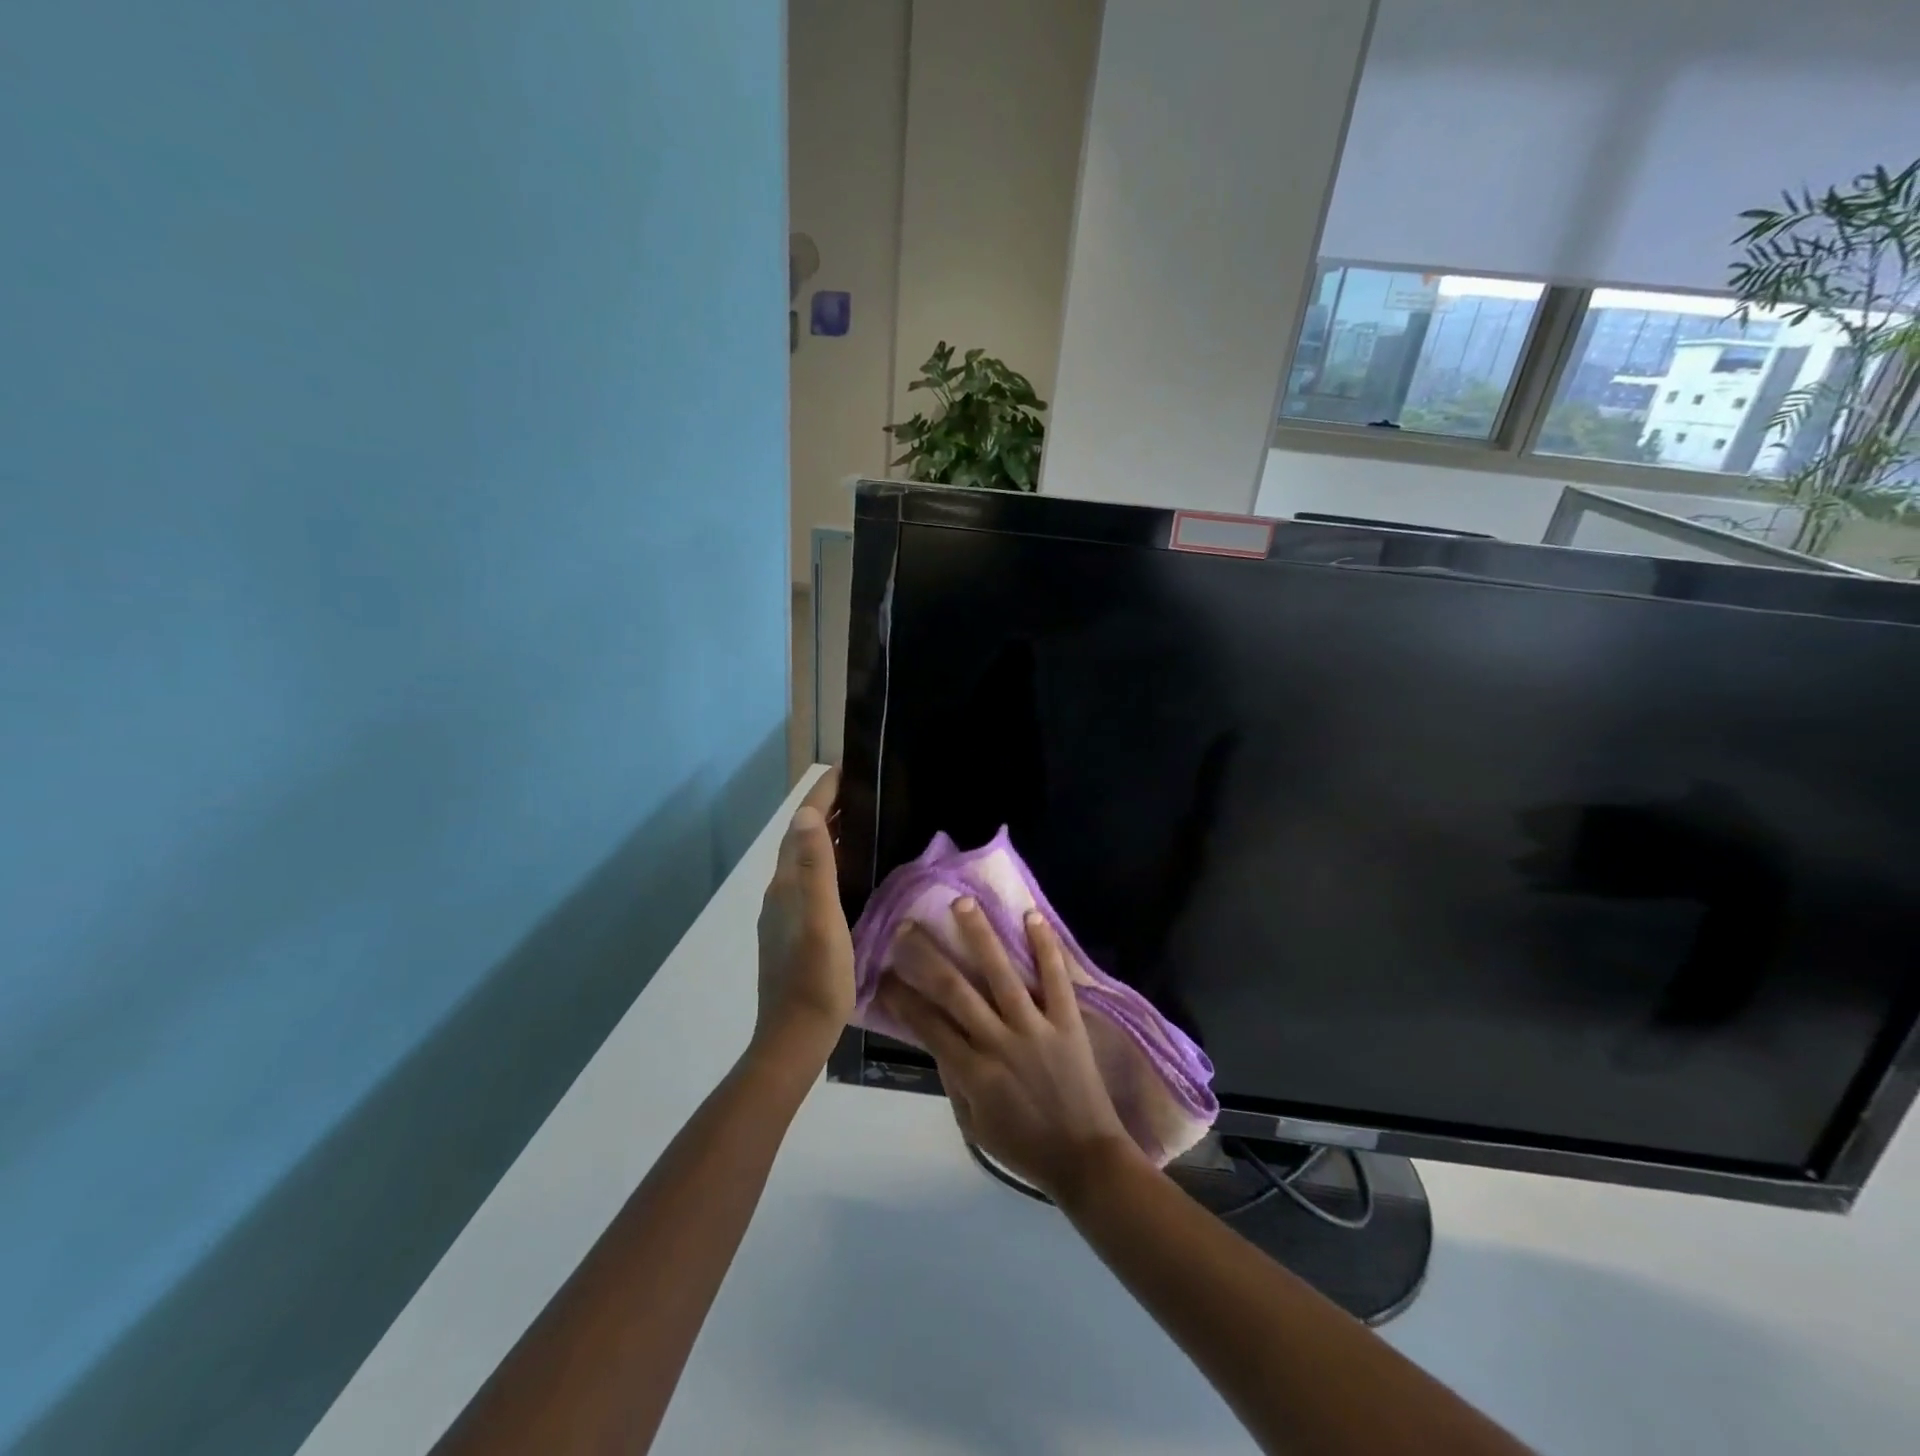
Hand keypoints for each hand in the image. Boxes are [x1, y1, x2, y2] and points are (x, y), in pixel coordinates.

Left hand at [754, 770, 854, 1061]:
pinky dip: (830, 863)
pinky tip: (851, 873)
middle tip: (862, 792)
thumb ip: (813, 866)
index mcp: (787, 883)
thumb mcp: (821, 918)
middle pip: (801, 839)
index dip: (821, 795)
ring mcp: (785, 913)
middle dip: (827, 810)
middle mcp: (781, 891)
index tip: (845, 769)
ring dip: (828, 836)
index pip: (801, 825)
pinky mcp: (794, 931)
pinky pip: (811, 882)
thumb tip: (807, 813)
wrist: (794, 1036)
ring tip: (862, 824)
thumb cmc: (815, 976)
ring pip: (806, 861)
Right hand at [877, 899, 1141, 1202]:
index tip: (884, 973)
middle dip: (927, 956)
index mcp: (973, 1072)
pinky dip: (1045, 947)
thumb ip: (954, 1081)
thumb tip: (936, 1040)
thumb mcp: (974, 1125)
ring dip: (980, 935)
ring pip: (1002, 974)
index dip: (902, 998)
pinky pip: (1056, 979)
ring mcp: (1035, 1028)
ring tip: (962, 903)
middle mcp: (999, 1042)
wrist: (1086, 1160)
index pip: (928, 1025)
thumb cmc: (1025, 1147)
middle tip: (908, 925)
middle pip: (956, 990)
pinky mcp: (1067, 1022)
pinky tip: (1031, 916)